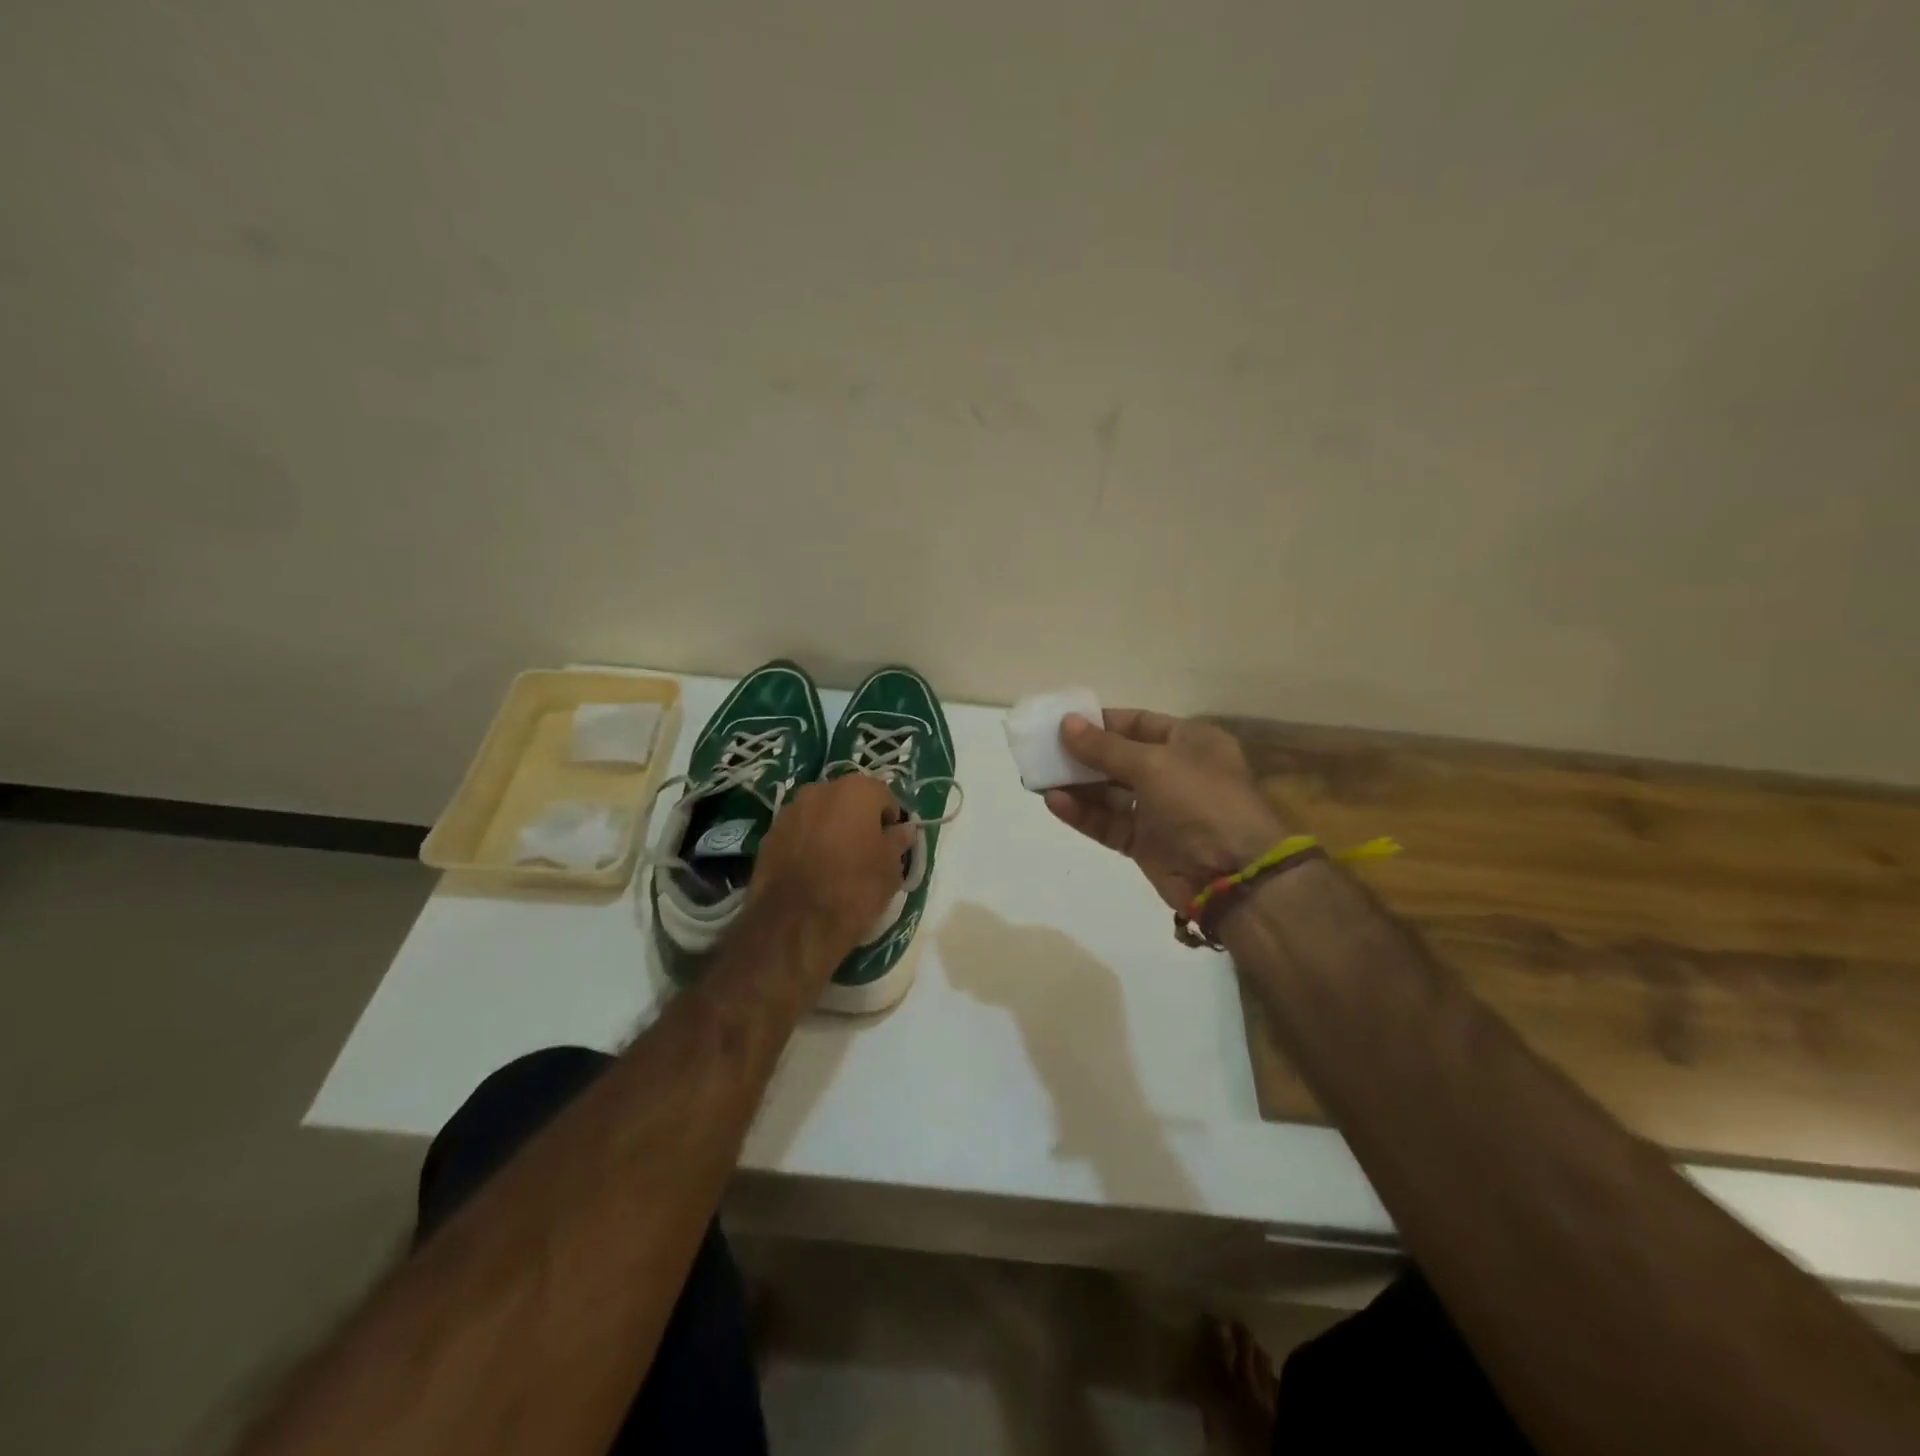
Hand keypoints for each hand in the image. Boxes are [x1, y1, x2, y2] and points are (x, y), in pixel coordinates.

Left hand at [750, 774, 916, 952]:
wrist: (796, 923)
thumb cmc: (855, 888)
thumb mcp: (890, 868)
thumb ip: (898, 842)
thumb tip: (903, 830)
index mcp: (856, 790)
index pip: (883, 796)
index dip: (890, 820)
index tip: (890, 845)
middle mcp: (820, 790)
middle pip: (848, 800)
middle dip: (857, 820)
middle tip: (864, 853)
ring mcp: (790, 811)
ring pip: (820, 814)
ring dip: (830, 829)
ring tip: (835, 864)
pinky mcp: (768, 834)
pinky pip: (798, 832)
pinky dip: (806, 844)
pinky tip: (811, 872)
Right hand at [1045, 710, 1290, 910]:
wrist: (1233, 876)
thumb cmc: (1201, 802)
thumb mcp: (1153, 764)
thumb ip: (1104, 747)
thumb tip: (1066, 724)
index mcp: (1190, 742)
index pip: (1139, 723)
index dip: (1102, 722)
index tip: (1063, 723)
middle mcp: (1175, 772)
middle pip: (1119, 758)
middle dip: (1082, 755)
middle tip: (1042, 751)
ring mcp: (1160, 810)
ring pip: (1110, 792)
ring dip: (1076, 785)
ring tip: (1037, 777)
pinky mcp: (1145, 843)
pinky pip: (1108, 822)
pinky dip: (1083, 813)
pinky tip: (1054, 802)